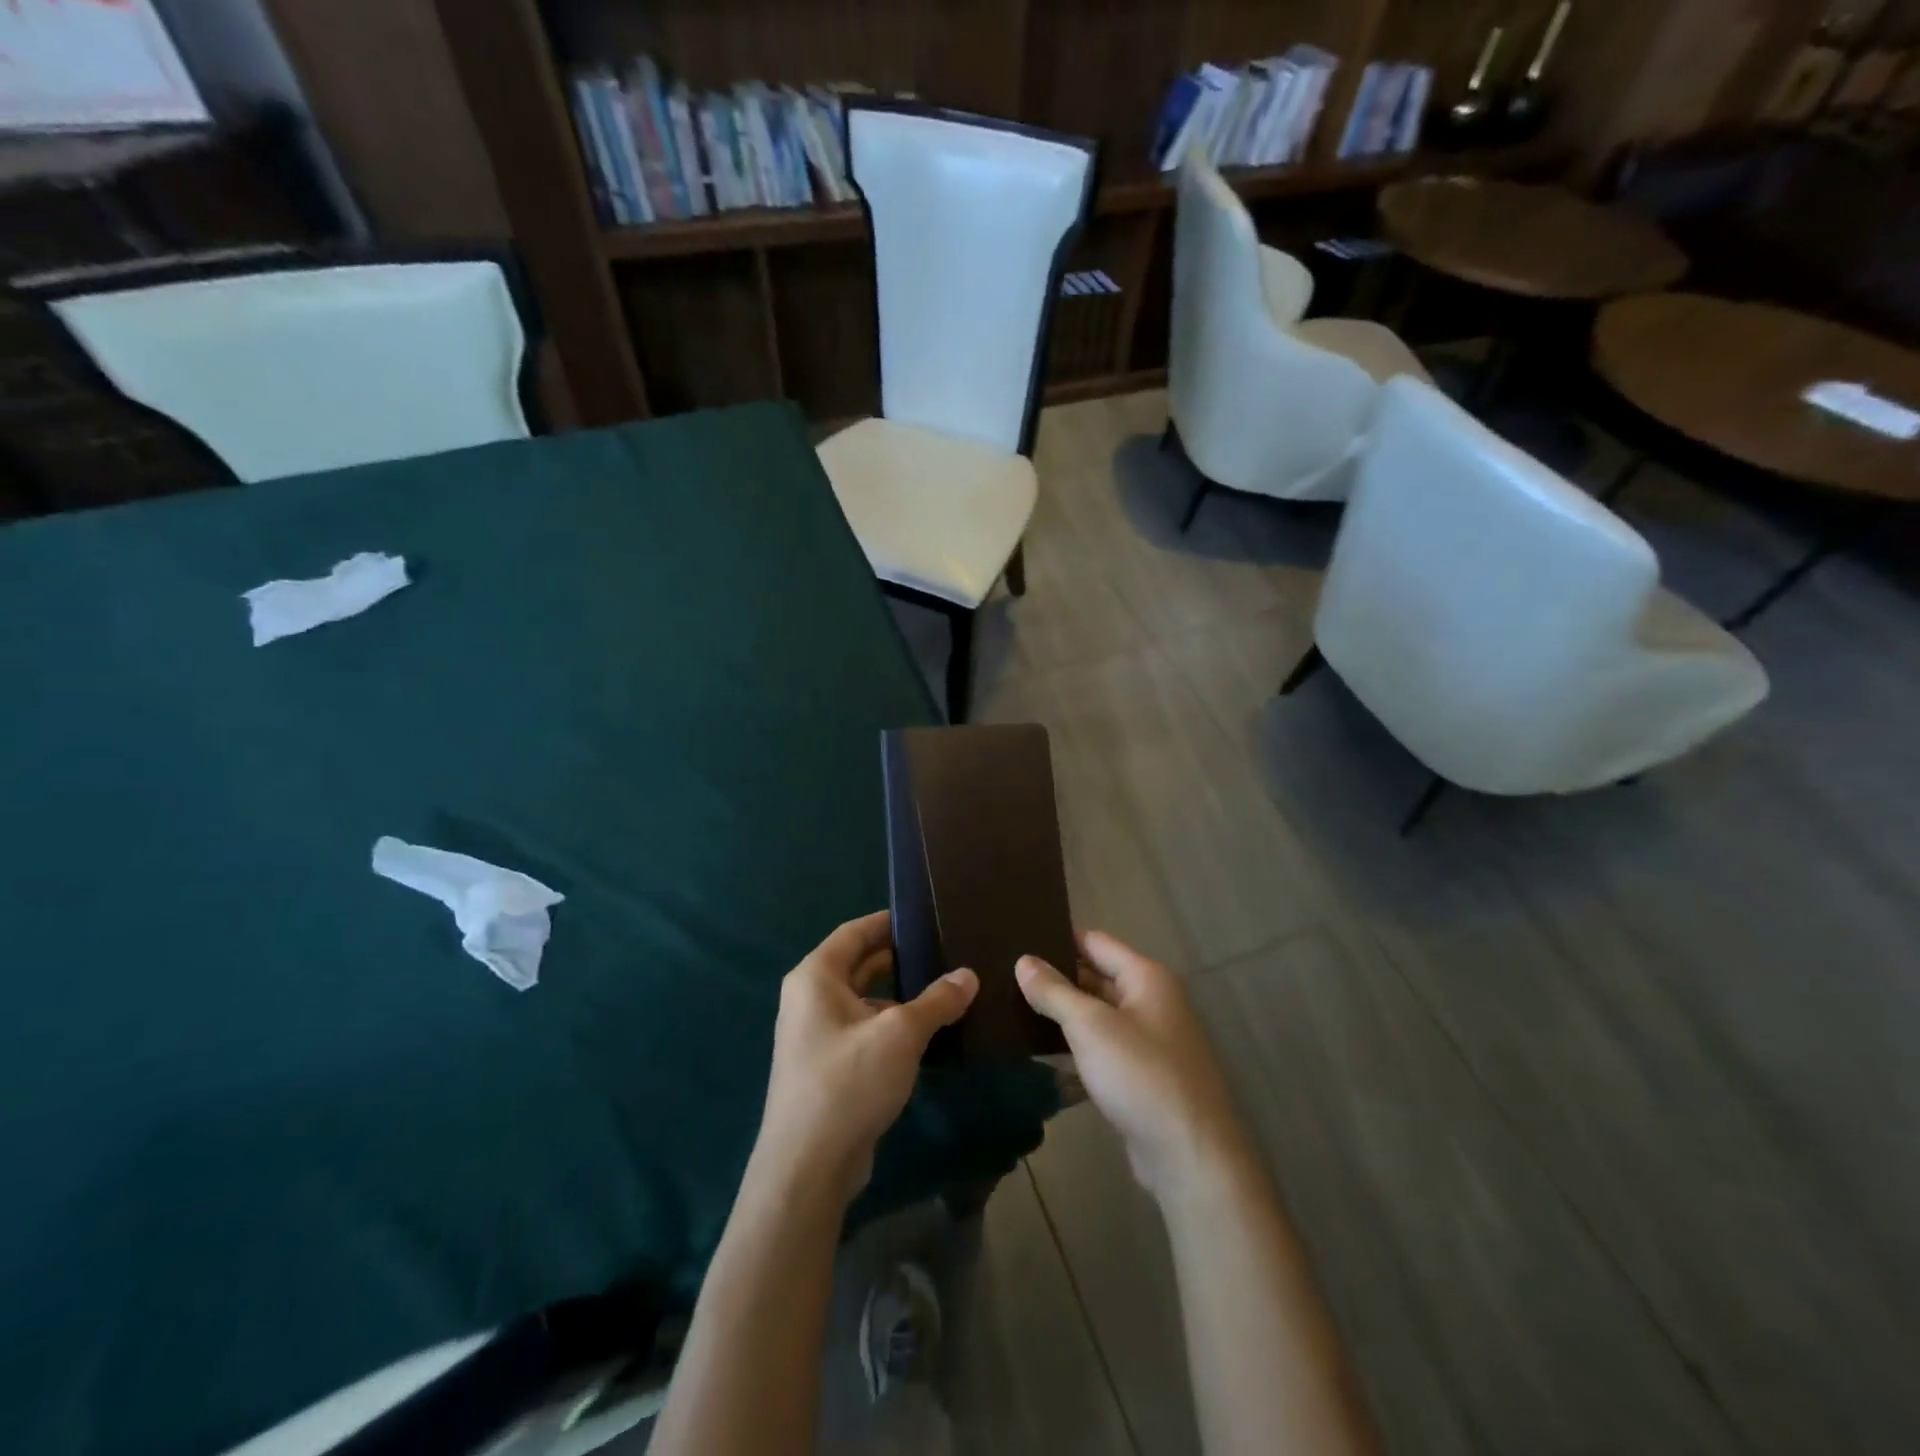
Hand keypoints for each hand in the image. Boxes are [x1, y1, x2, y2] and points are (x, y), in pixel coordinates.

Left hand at [753, 910, 977, 1205]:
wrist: (807, 1168)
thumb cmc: (847, 1082)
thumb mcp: (900, 1034)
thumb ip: (936, 1000)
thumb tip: (968, 975)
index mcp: (815, 977)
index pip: (855, 932)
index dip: (888, 922)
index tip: (924, 917)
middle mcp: (809, 998)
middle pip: (859, 964)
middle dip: (899, 959)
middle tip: (943, 952)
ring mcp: (815, 1034)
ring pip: (864, 1000)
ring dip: (900, 996)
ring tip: (945, 991)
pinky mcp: (827, 1066)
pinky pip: (863, 1030)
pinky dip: (891, 1025)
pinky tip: (927, 1034)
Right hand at [1017, 931, 1249, 1202]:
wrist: (1190, 1156)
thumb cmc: (1141, 1075)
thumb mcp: (1090, 1026)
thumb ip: (1054, 991)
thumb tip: (1023, 960)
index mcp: (1146, 978)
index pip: (1095, 941)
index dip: (1058, 938)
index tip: (1017, 936)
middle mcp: (1151, 1001)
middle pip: (1096, 976)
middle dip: (1055, 976)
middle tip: (1004, 972)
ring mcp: (1148, 1040)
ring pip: (1097, 1014)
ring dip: (1062, 1012)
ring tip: (1011, 1004)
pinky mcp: (1141, 1075)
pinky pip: (1101, 1046)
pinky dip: (1074, 1043)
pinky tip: (1039, 1047)